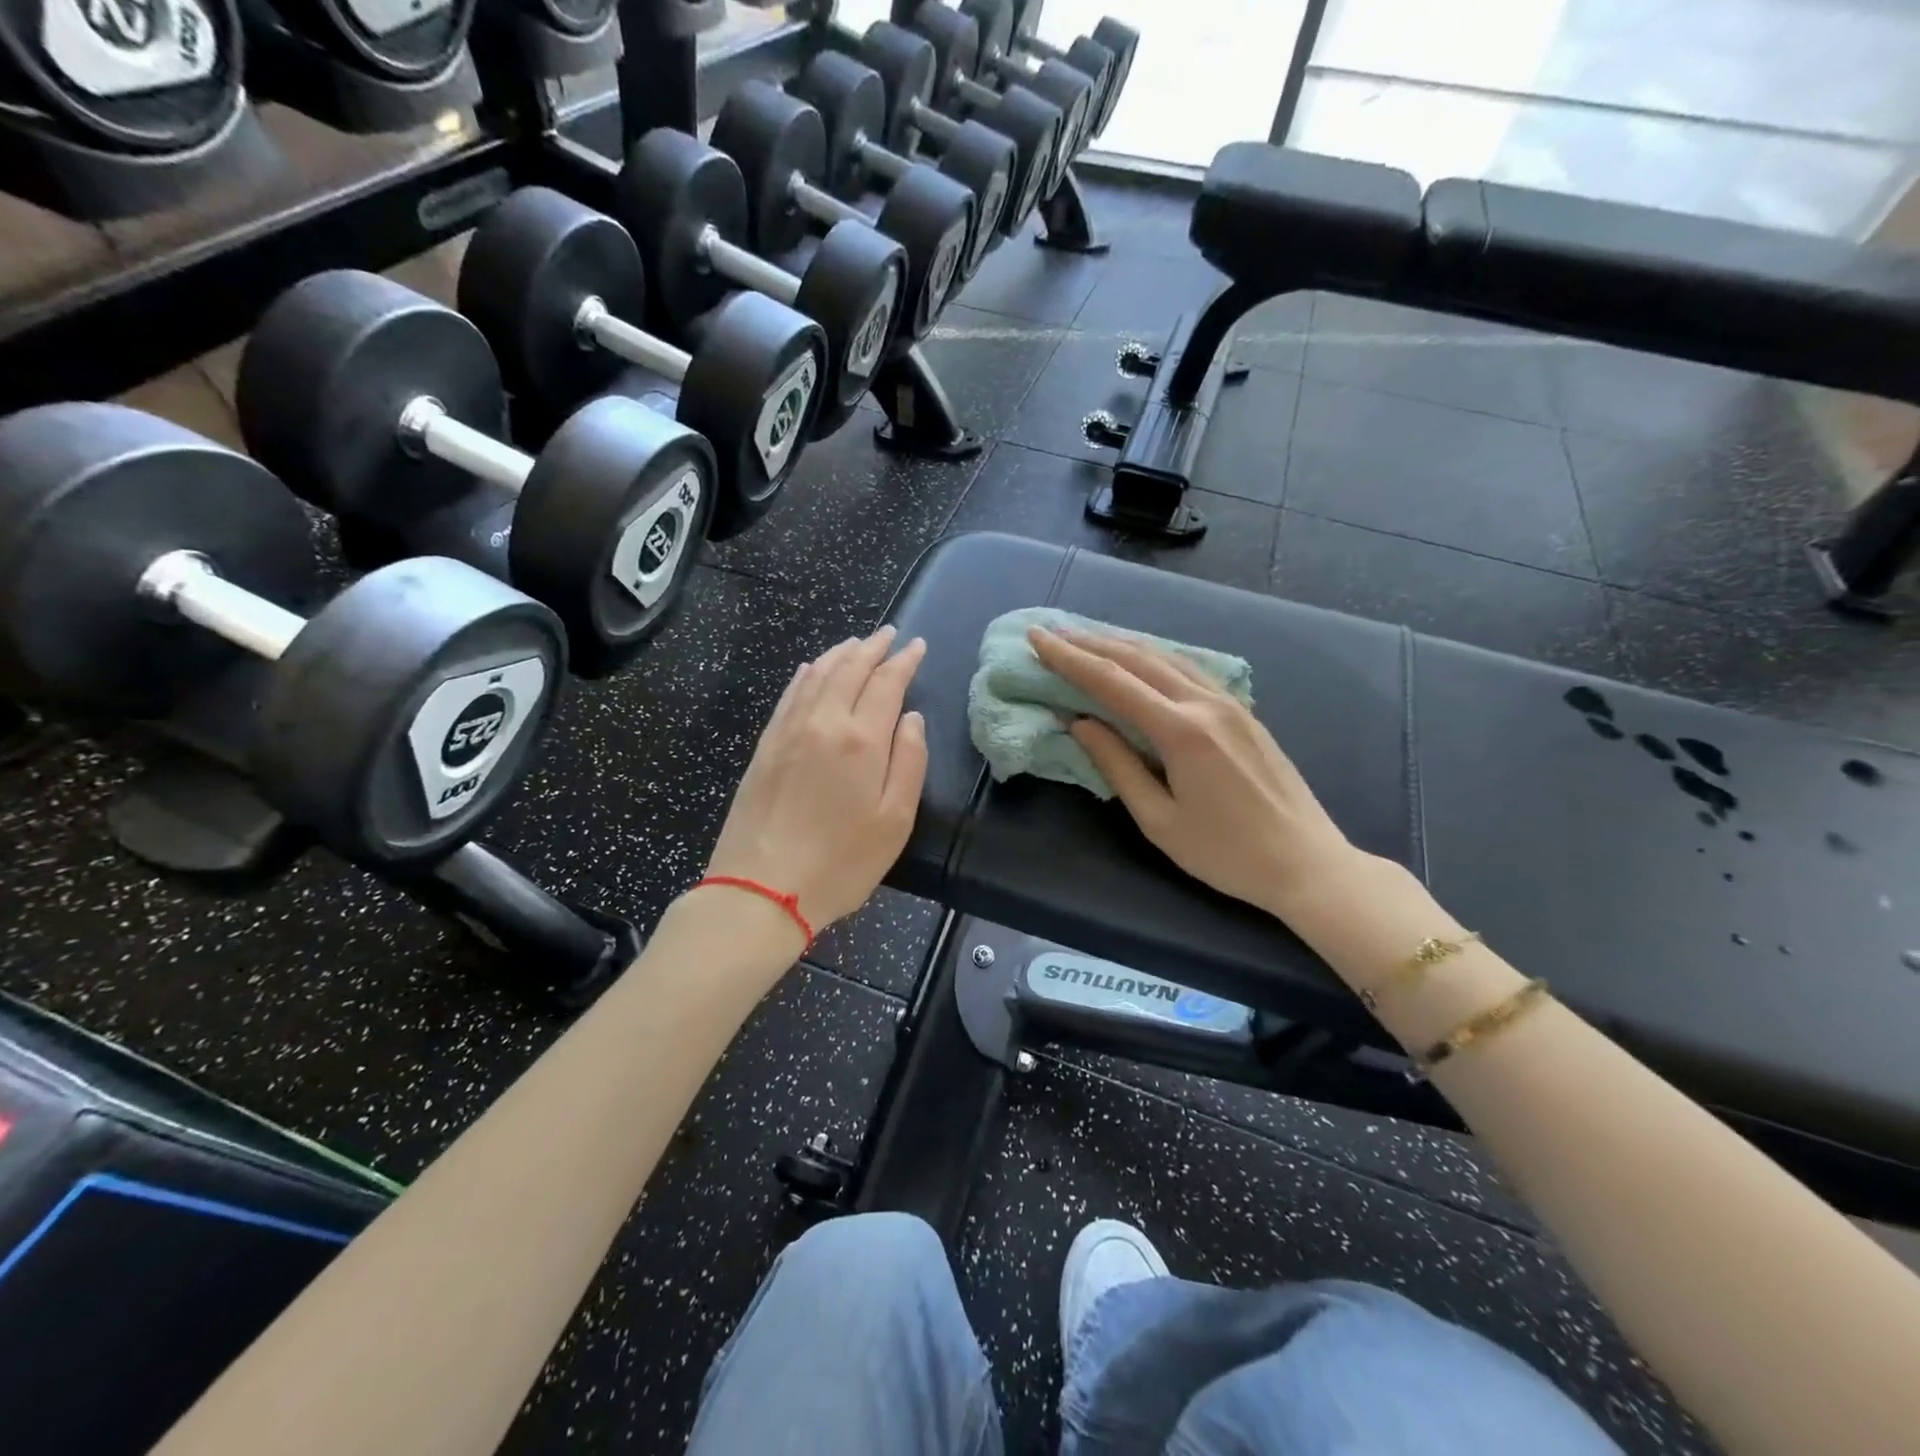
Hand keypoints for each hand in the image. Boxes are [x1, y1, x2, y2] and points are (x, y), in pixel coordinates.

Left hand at [704, 627, 927, 932]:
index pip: (886, 683)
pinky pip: (789, 695)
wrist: (761, 888)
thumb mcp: (895, 821)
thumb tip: (911, 718)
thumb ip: (909, 762)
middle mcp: (823, 722)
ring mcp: (788, 731)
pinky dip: (806, 674)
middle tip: (890, 634)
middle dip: (873, 647)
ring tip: (857, 643)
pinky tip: (812, 669)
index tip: (917, 645)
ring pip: (817, 675)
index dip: (904, 661)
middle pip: (849, 670)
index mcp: (861, 739)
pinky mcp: (765, 746)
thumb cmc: (840, 862)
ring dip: (840, 654)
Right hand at [1029, 627, 1355, 918]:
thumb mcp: (1159, 820)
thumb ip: (1117, 766)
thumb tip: (1080, 724)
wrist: (1306, 863)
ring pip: (1167, 657)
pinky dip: (1155, 657)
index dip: (1070, 659)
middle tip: (1052, 632)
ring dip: (1123, 644)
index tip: (1037, 638)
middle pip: (1138, 659)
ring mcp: (1230, 704)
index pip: (1112, 682)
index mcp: (1181, 732)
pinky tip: (1142, 658)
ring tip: (1088, 637)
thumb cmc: (1225, 853)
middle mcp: (1205, 704)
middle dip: (1091, 643)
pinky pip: (1190, 669)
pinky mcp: (1244, 712)